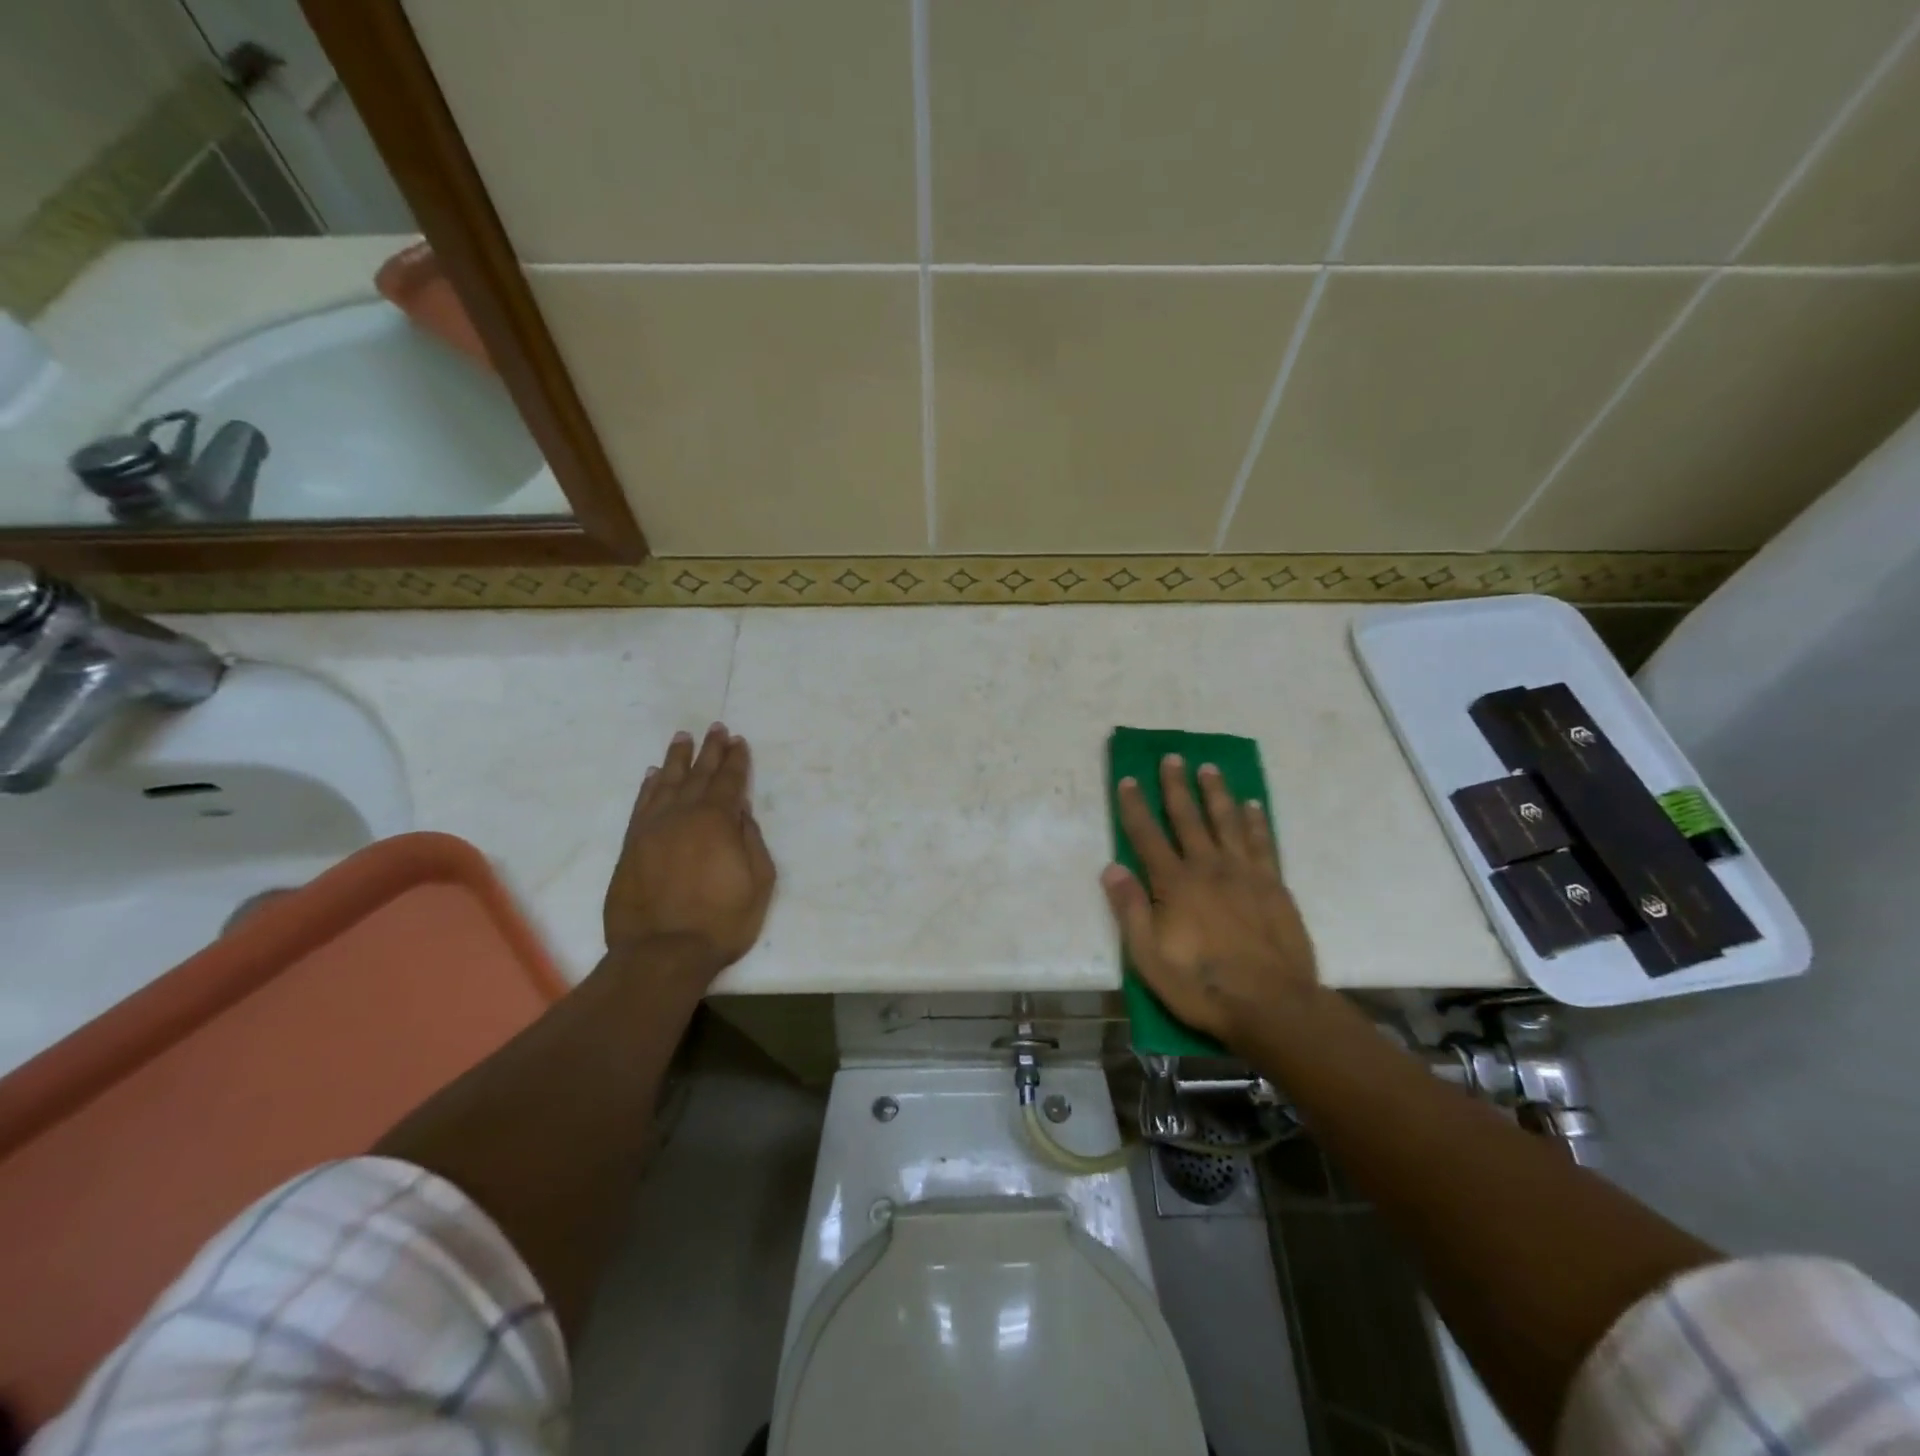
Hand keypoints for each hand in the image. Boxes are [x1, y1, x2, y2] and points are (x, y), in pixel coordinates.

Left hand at [604, 724, 775, 980]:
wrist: (661, 953)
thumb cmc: (722, 922)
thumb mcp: (758, 883)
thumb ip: (751, 842)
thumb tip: (741, 812)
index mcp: (717, 821)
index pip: (730, 782)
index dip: (736, 760)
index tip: (738, 740)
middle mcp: (683, 815)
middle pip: (699, 775)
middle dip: (710, 750)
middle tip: (715, 728)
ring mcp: (653, 829)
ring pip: (666, 783)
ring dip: (677, 759)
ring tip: (683, 738)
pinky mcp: (631, 846)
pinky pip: (641, 805)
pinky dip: (648, 786)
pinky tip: (653, 774)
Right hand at [1101, 754, 1319, 1046]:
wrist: (1272, 1004)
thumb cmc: (1202, 984)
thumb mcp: (1149, 956)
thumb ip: (1130, 909)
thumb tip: (1111, 868)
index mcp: (1174, 884)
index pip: (1147, 836)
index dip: (1136, 807)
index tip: (1130, 779)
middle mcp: (1208, 868)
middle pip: (1188, 818)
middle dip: (1176, 787)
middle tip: (1172, 757)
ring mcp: (1244, 874)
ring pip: (1226, 822)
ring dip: (1216, 793)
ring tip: (1209, 768)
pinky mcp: (1273, 885)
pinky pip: (1262, 843)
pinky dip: (1255, 821)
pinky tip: (1252, 805)